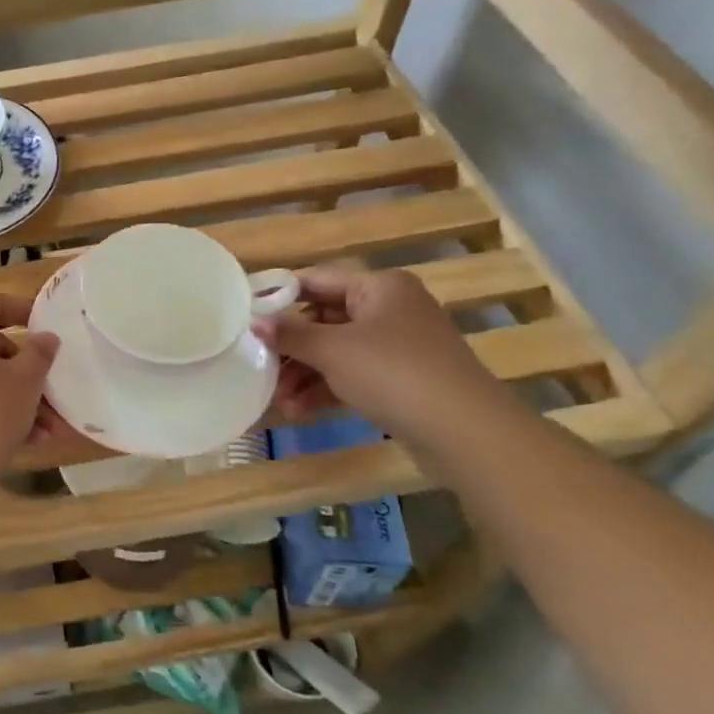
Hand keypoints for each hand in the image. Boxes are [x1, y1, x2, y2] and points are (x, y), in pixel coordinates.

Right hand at [256, 267, 505, 445]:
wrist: (466, 432)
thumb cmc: (393, 373)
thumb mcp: (333, 350)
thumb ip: (290, 334)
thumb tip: (254, 322)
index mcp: (379, 286)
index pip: (317, 280)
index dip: (280, 297)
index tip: (247, 316)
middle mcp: (390, 309)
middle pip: (324, 319)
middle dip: (291, 348)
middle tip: (260, 366)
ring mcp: (398, 346)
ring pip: (337, 352)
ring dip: (305, 374)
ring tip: (278, 400)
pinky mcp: (402, 380)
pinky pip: (353, 375)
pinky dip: (326, 389)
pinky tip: (299, 411)